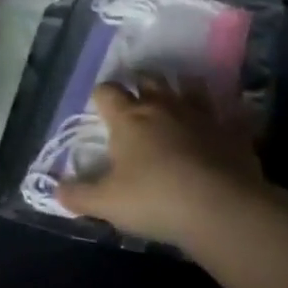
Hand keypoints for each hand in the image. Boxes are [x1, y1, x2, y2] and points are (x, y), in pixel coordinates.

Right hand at [56, 80, 269, 250]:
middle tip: (137, 93)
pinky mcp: (232, 129)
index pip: (107, 92)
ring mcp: (202, 115)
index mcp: (128, 119)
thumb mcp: (107, 203)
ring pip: (189, 85)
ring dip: (181, 86)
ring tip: (177, 93)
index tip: (99, 105)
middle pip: (149, 79)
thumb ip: (79, 195)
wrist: (221, 207)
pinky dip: (223, 111)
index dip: (101, 95)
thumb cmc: (155, 200)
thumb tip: (55, 190)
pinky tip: (222, 118)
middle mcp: (163, 107)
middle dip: (140, 82)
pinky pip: (228, 110)